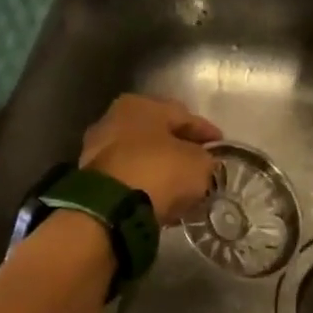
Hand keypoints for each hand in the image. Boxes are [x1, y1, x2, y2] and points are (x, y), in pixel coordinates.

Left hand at [82, 94, 221, 223]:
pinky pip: (128, 176)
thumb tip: (201, 162)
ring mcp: (98, 148)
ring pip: (140, 155)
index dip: (206, 131)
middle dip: (179, 147)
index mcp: (141, 105)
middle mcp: (114, 118)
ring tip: (180, 184)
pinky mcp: (91, 178)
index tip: (221, 145)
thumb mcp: (198, 164)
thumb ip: (204, 159)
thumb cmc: (159, 171)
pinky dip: (144, 182)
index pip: (183, 115)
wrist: (111, 208)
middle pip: (157, 133)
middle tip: (200, 162)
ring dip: (159, 166)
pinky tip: (159, 195)